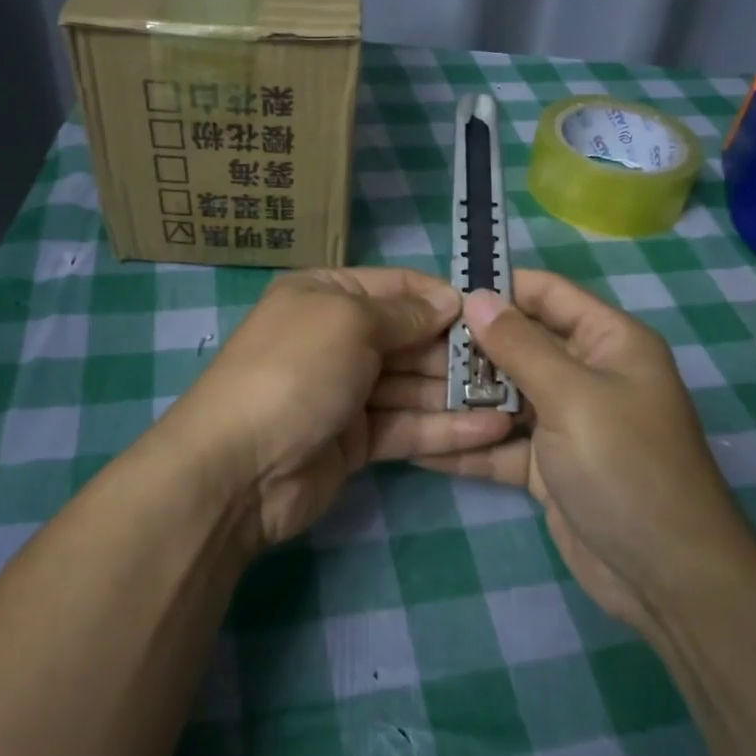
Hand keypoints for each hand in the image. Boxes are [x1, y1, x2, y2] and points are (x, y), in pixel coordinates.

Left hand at [162, 268, 514, 549]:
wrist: (238, 468)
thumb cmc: (295, 371)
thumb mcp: (349, 322)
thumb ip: (405, 313)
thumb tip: (449, 301)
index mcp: (327, 295)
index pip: (397, 287)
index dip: (443, 297)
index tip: (494, 312)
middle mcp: (337, 337)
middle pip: (410, 337)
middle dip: (459, 349)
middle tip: (515, 363)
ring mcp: (346, 391)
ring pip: (413, 385)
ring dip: (460, 392)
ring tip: (517, 399)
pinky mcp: (356, 441)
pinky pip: (407, 426)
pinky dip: (445, 428)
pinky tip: (493, 430)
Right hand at [414, 270, 755, 638]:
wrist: (666, 577)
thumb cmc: (625, 466)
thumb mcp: (571, 396)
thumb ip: (520, 345)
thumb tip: (477, 297)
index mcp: (609, 342)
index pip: (548, 294)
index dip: (500, 287)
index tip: (442, 294)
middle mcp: (587, 374)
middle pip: (520, 346)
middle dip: (470, 347)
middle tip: (408, 347)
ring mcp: (566, 423)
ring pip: (505, 397)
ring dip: (462, 398)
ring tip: (402, 390)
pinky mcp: (548, 466)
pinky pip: (501, 445)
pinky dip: (468, 446)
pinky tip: (418, 446)